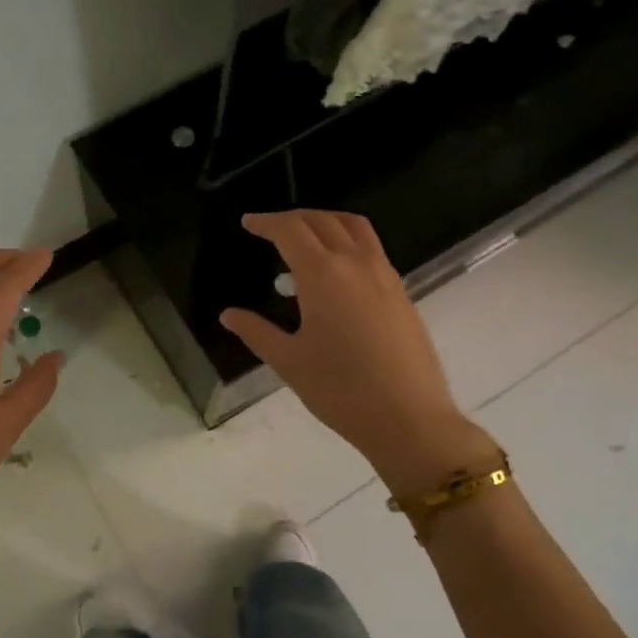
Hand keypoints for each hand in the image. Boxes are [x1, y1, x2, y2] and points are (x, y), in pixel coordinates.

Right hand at [219, 211, 495, 495]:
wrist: (408, 418)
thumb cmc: (340, 390)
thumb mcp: (289, 361)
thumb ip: (256, 332)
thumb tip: (228, 315)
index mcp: (323, 274)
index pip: (290, 230)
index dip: (266, 222)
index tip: (248, 223)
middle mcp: (355, 263)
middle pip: (322, 220)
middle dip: (293, 218)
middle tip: (270, 229)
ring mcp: (384, 274)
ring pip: (353, 227)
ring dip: (325, 221)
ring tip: (306, 238)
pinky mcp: (401, 291)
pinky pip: (371, 248)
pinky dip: (348, 241)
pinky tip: (336, 270)